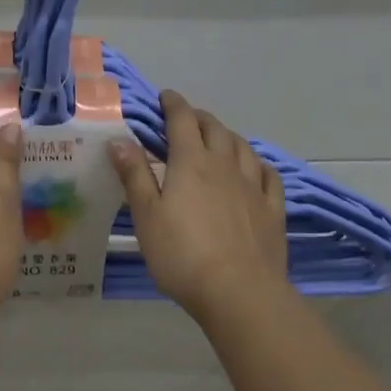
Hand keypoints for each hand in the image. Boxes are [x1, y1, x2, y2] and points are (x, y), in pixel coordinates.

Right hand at [111, 91, 287, 322]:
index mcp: (191, 162)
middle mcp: (224, 165)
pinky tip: (255, 169)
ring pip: (242, 147)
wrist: (240, 293)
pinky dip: (258, 164)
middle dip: (198, 117)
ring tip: (218, 138)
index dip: (173, 104)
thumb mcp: (146, 215)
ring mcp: (252, 187)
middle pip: (214, 128)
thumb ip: (134, 175)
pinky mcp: (272, 211)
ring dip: (227, 136)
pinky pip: (269, 176)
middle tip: (186, 119)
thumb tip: (118, 140)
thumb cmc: (183, 254)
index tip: (165, 97)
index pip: (182, 120)